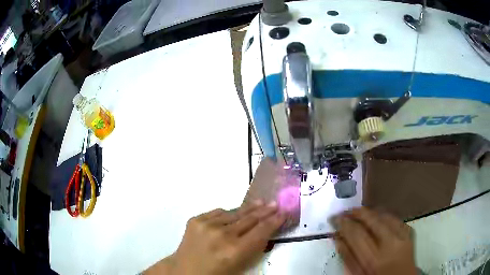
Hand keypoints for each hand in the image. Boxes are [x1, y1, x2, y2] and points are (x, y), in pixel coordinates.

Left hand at [145, 201, 285, 274]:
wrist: (184, 271)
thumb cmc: (215, 274)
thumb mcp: (240, 267)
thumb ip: (253, 250)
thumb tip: (265, 233)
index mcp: (235, 250)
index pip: (261, 231)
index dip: (274, 221)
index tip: (283, 213)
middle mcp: (222, 234)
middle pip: (249, 218)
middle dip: (265, 211)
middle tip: (275, 203)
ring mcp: (207, 225)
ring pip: (234, 213)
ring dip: (248, 209)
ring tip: (260, 202)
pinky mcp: (196, 220)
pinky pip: (218, 212)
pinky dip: (228, 213)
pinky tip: (235, 213)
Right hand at [332, 207, 416, 274]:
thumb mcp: (358, 274)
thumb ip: (348, 257)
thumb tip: (338, 238)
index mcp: (374, 260)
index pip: (356, 234)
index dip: (344, 224)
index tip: (335, 219)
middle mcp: (390, 245)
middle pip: (372, 220)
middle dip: (356, 213)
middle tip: (345, 211)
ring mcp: (403, 236)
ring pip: (384, 215)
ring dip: (369, 212)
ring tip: (358, 212)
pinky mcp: (409, 232)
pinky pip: (395, 217)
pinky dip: (383, 214)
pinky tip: (376, 216)